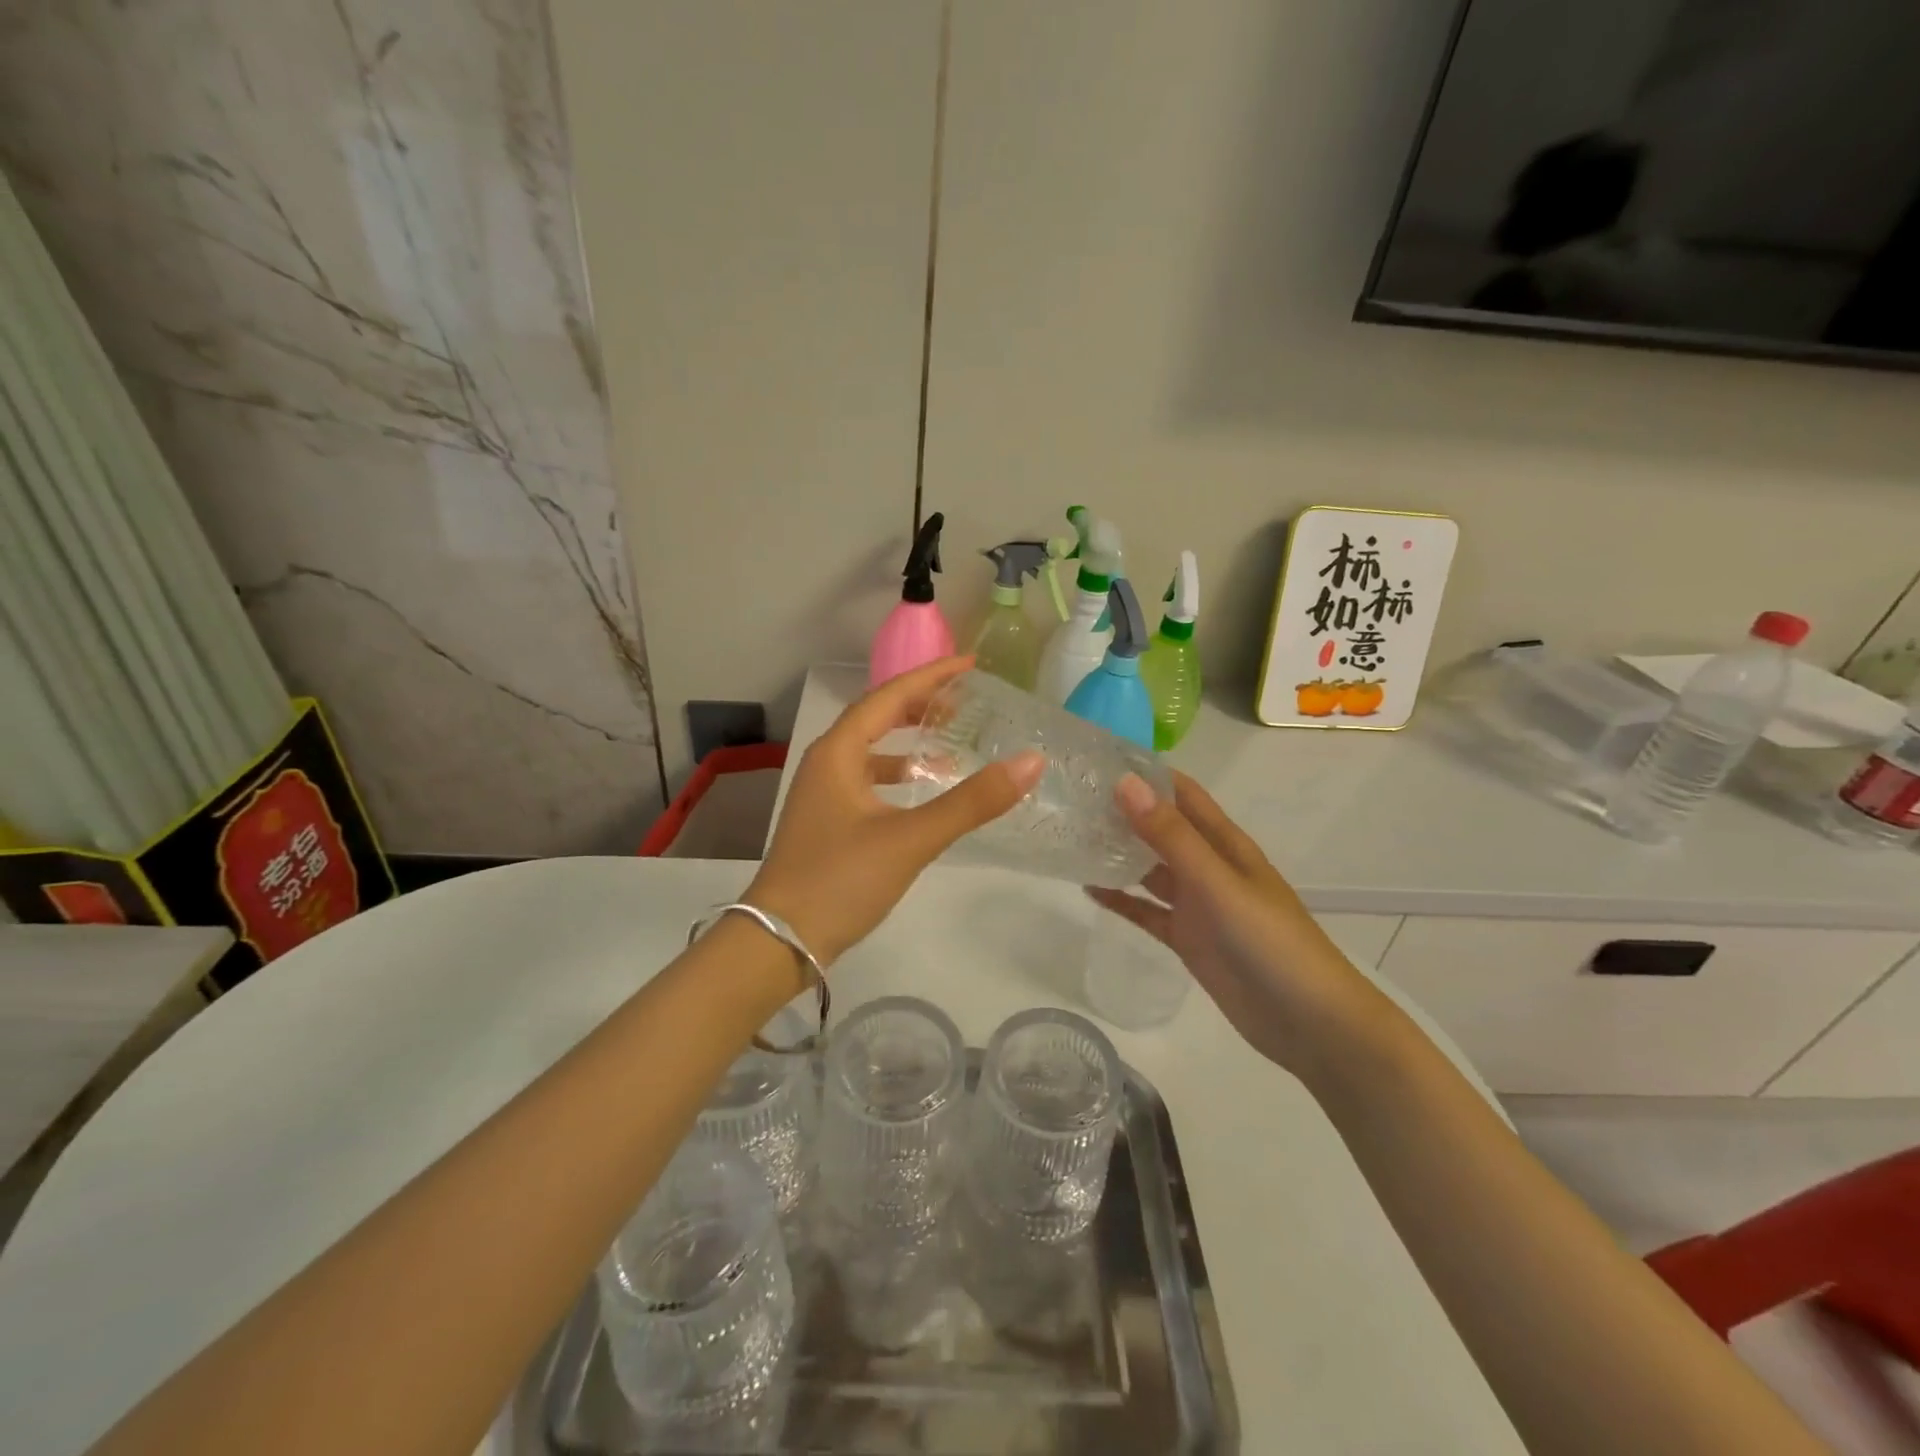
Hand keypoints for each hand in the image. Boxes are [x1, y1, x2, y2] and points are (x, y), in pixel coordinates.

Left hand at [747, 657, 1043, 968]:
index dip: (930, 677)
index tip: (970, 664)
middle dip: (920, 705)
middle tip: (965, 701)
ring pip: (870, 752)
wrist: (779, 941)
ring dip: (908, 742)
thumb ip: (971, 802)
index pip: (888, 696)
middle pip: (876, 718)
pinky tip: (920, 792)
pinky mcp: (827, 822)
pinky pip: (867, 781)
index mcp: (838, 753)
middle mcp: (826, 764)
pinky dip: (896, 777)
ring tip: (950, 744)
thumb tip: (1031, 761)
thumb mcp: (911, 839)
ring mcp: (822, 794)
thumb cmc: (840, 880)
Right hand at [1088, 771, 1379, 1074]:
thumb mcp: (1217, 883)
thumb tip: (1125, 783)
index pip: (1181, 794)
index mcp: (1223, 843)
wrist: (1307, 1022)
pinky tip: (1088, 889)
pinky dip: (1121, 899)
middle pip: (1160, 828)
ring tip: (1071, 836)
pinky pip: (1146, 911)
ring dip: (1117, 852)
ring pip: (1149, 868)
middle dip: (1122, 810)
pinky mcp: (1186, 938)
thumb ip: (1171, 836)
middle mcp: (1208, 866)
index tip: (1098, 759)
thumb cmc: (1270, 942)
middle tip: (1071, 797)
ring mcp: (1196, 904)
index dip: (1146, 773)